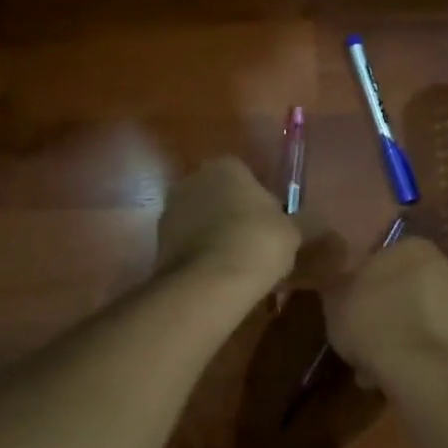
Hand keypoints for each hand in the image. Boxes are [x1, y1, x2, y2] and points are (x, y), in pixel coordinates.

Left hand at [157, 157, 300, 291]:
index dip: (256, 197)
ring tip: (234, 261)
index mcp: (226, 166)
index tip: (266, 220)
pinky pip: (187, 243)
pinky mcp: (158, 242)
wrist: (212, 281)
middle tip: (250, 238)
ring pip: (199, 218)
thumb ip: (279, 218)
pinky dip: (199, 254)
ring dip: (211, 233)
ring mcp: (170, 210)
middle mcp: (192, 180)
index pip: (244, 174)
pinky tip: (216, 273)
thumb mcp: (289, 230)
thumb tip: (274, 223)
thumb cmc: (258, 242)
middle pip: (216, 193)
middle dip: (229, 211)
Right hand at [321, 239, 447, 388]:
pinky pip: (427, 341)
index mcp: (412, 246)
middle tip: (357, 340)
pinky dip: (412, 354)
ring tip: (370, 367)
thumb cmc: (373, 321)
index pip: (379, 259)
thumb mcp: (335, 298)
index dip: (358, 287)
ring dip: (395, 337)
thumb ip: (337, 282)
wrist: (422, 367)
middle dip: (380, 314)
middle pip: (400, 289)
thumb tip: (338, 279)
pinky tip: (392, 375)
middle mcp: (442, 265)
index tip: (346, 311)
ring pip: (414, 317)